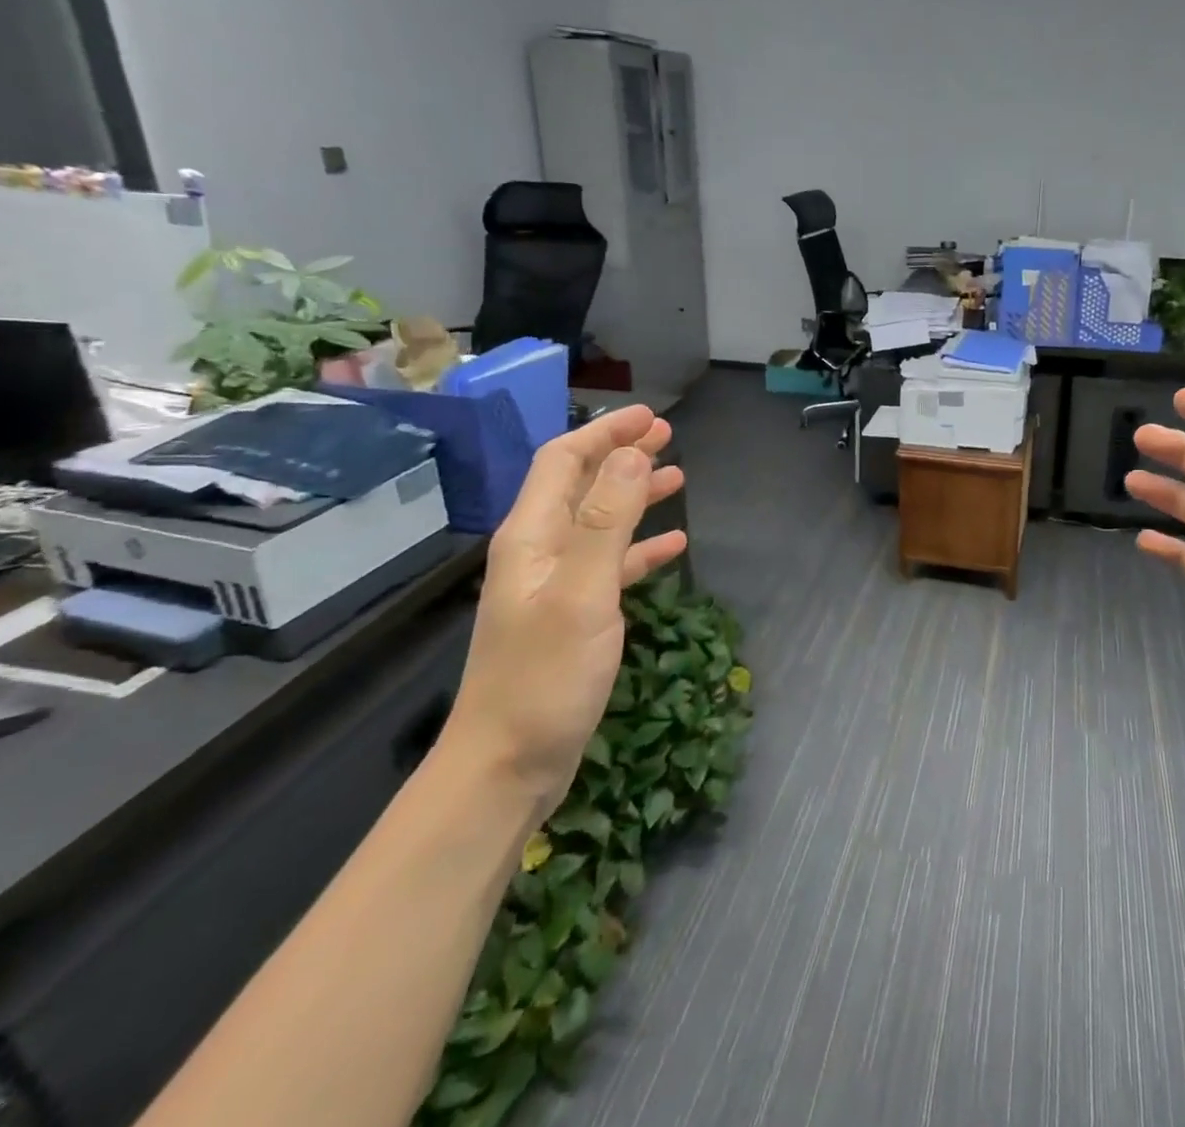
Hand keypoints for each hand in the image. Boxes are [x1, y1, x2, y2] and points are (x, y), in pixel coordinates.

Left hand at [444, 406, 687, 816]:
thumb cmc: (544, 678)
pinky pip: (611, 564)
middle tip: (668, 437)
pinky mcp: (573, 616)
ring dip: (635, 495)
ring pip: (600, 522)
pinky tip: (674, 546)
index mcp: (531, 537)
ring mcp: (556, 585)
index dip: (604, 433)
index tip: (650, 417)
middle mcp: (540, 552)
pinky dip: (641, 547)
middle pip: (581, 485)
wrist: (507, 767)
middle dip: (620, 455)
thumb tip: (630, 454)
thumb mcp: (582, 593)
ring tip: (677, 477)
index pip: (563, 462)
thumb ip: (607, 521)